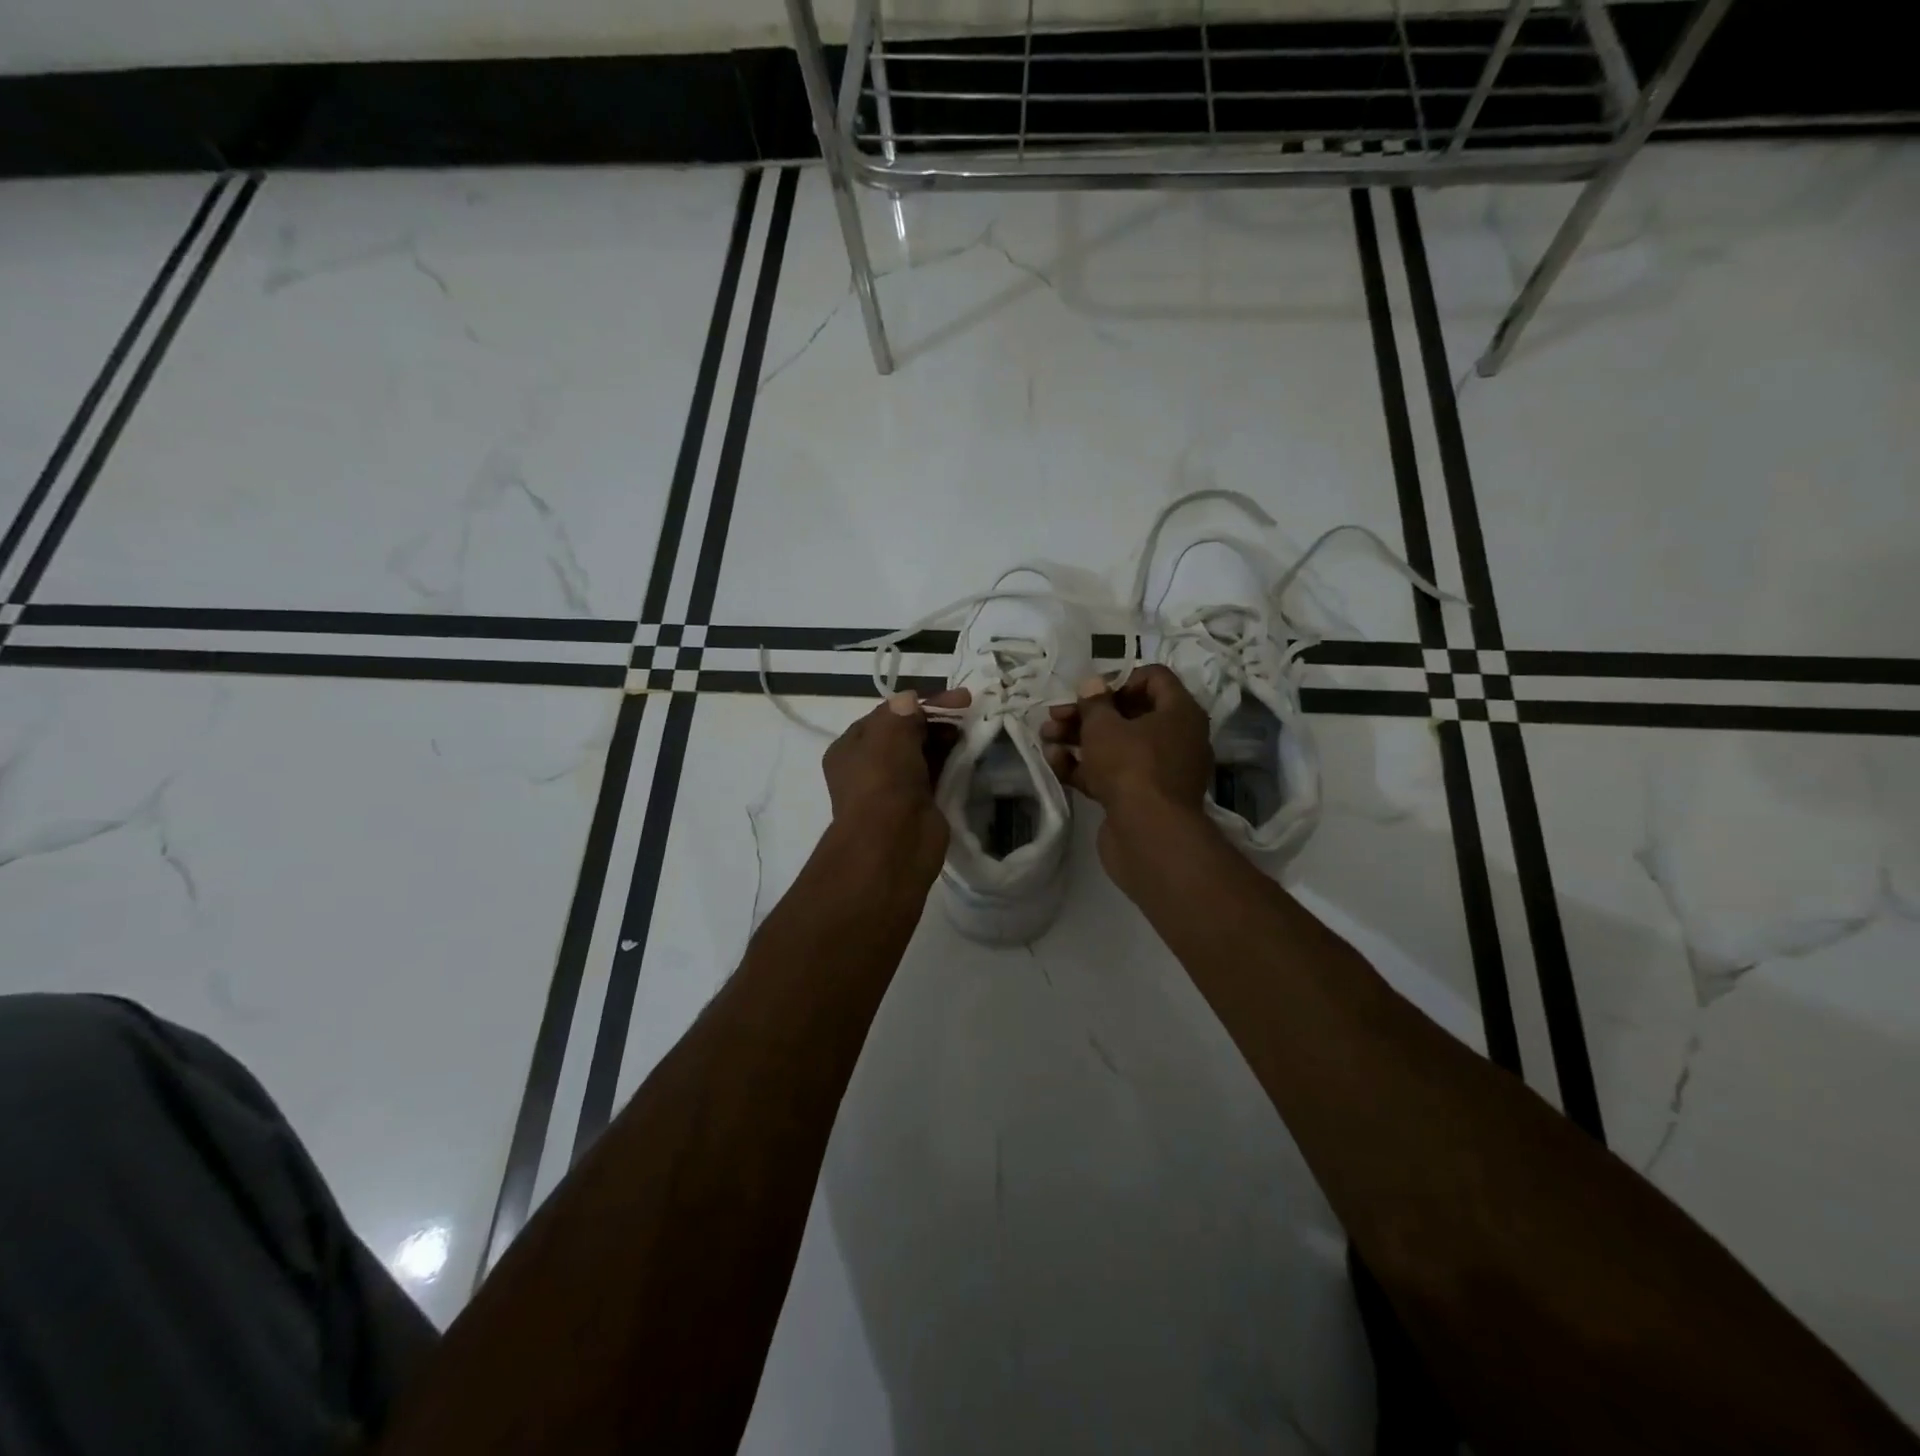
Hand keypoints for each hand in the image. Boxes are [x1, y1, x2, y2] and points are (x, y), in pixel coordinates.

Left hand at [822, 688, 968, 885]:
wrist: (893, 842)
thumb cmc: (883, 780)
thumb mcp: (889, 732)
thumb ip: (903, 711)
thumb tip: (912, 699)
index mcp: (850, 747)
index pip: (887, 715)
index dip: (919, 703)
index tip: (954, 697)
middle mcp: (869, 767)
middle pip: (906, 734)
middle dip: (936, 721)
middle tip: (968, 712)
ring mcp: (894, 789)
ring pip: (923, 755)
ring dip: (946, 742)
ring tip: (973, 730)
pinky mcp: (919, 807)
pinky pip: (936, 777)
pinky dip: (951, 765)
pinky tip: (970, 754)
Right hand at [1041, 665, 1213, 868]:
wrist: (1149, 836)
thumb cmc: (1131, 766)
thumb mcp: (1104, 726)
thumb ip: (1094, 702)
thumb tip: (1092, 684)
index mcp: (1180, 713)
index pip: (1155, 678)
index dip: (1120, 679)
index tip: (1091, 692)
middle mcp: (1176, 738)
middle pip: (1129, 714)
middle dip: (1088, 714)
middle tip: (1055, 715)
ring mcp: (1159, 771)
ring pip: (1116, 746)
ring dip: (1079, 739)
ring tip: (1046, 738)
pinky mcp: (1141, 798)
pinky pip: (1113, 774)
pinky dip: (1086, 767)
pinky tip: (1054, 763)